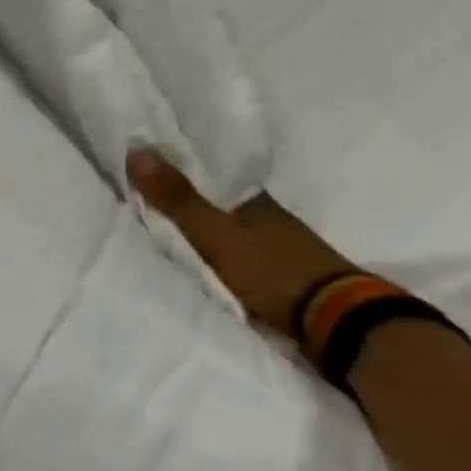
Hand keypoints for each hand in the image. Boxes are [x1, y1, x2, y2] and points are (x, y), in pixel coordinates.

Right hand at [126, 151, 355, 334]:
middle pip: (213, 202)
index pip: (207, 175)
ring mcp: (271, 245)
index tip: (141, 166)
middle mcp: (263, 216)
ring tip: (155, 227)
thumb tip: (137, 150)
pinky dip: (207, 251)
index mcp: (251, 199)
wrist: (333, 320)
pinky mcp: (272, 272)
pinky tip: (190, 255)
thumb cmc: (271, 270)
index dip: (175, 170)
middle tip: (139, 196)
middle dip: (181, 199)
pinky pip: (228, 253)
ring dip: (194, 227)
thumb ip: (178, 199)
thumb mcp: (215, 233)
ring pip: (221, 228)